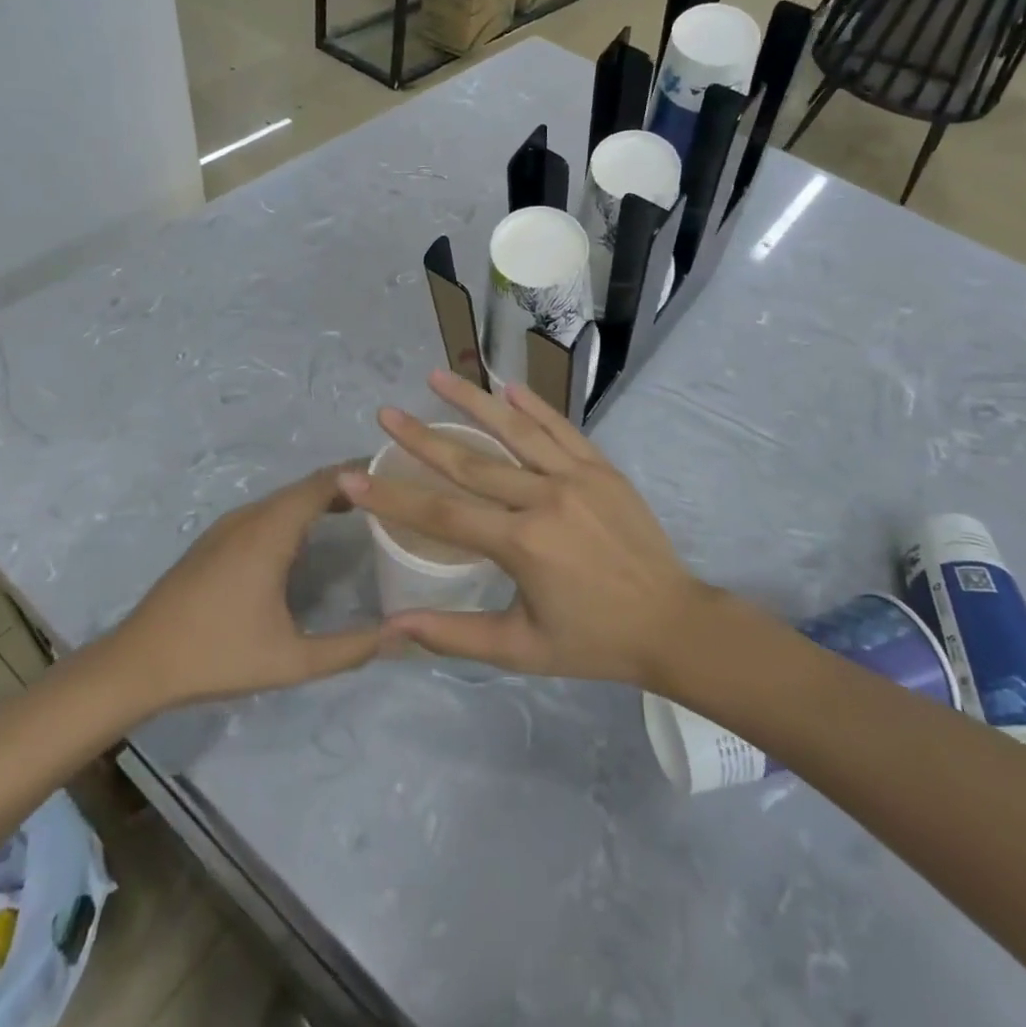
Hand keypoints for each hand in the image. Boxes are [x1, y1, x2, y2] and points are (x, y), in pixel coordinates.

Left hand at [103, 467, 381, 711]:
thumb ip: (349, 649)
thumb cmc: (216, 654)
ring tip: (361, 511)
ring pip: (286, 497)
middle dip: (349, 484)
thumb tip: (401, 633)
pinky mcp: (216, 539)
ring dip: (321, 497)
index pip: (325, 482)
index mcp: (270, 531)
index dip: (362, 472)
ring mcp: (229, 525)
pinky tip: (310, 537)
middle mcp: (251, 516)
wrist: (136, 663)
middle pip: (307, 485)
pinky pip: (267, 510)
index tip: (398, 475)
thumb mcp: (290, 660)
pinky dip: (298, 510)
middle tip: (389, 496)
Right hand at [339, 370, 712, 684]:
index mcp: (522, 544)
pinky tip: (510, 387)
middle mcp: (545, 499)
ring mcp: (577, 477)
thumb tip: (392, 627)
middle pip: (472, 462)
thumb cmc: (592, 642)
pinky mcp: (602, 468)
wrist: (672, 623)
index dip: (393, 497)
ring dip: (474, 401)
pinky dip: (536, 406)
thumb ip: (455, 635)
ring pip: (517, 431)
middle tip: (386, 413)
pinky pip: (563, 429)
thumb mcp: (521, 650)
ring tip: (438, 376)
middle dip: (422, 438)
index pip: (443, 515)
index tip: (354, 475)